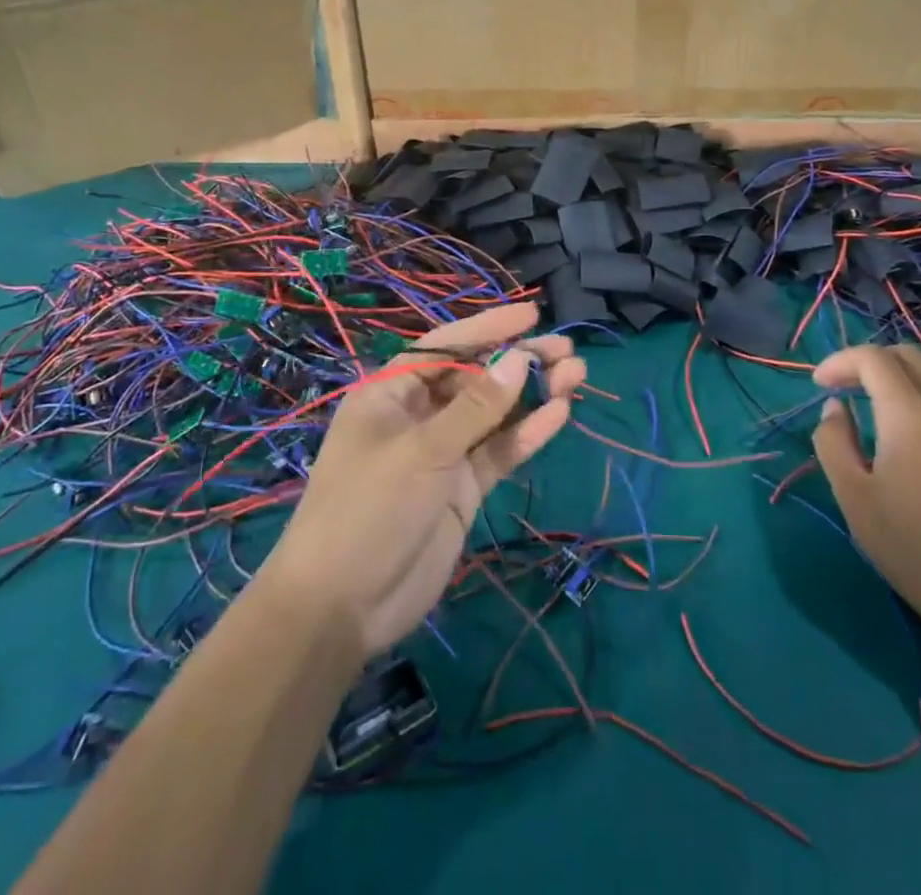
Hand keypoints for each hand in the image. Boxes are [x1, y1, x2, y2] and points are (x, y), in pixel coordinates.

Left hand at [262, 303, 584, 658]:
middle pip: (475, 377)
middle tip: (565, 352)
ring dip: (532, 395)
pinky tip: (560, 414)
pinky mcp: (462, 489)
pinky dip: (527, 434)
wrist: (344, 607)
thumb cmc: (369, 509)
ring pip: (493, 414)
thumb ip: (475, 407)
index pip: (444, 346)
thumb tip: (519, 359)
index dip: (488, 327)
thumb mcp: (422, 450)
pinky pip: (498, 452)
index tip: (532, 314)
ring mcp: (442, 453)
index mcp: (391, 393)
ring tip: (577, 376)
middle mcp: (418, 415)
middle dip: (518, 361)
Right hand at [811, 344, 920, 632]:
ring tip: (879, 393)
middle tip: (843, 387)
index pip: (873, 358)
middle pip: (907, 354)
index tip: (819, 386)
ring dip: (903, 367)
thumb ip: (833, 442)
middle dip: (868, 360)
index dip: (840, 362)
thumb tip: (836, 408)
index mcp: (909, 415)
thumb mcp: (853, 497)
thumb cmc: (913, 547)